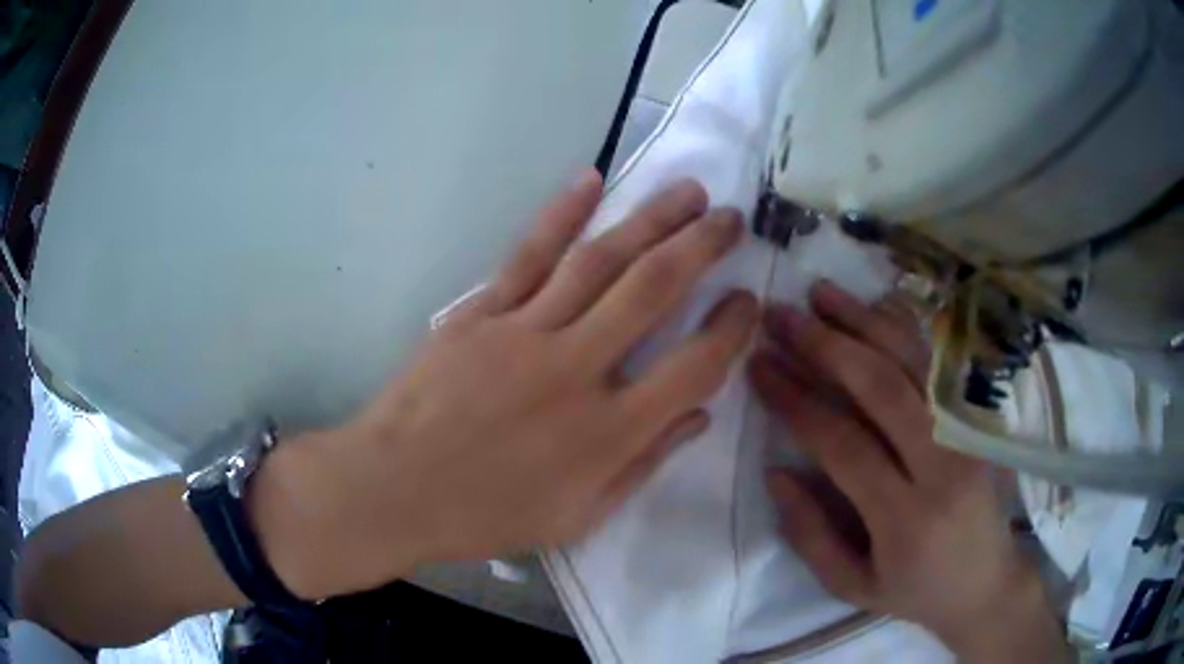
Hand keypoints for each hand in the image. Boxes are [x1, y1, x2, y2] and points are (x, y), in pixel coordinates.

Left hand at [259, 172, 757, 599]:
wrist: (393, 489)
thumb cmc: (486, 514)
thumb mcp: (577, 517)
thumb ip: (642, 465)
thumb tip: (698, 416)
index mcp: (607, 432)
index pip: (694, 367)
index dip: (731, 330)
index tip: (749, 301)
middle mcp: (576, 370)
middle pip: (654, 290)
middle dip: (702, 247)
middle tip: (731, 219)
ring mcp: (524, 332)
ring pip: (600, 260)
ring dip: (650, 219)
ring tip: (688, 191)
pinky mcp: (479, 313)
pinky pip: (528, 255)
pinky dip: (562, 214)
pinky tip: (591, 180)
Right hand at [749, 281, 1068, 661]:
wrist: (986, 582)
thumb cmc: (915, 591)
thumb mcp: (852, 585)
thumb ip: (810, 533)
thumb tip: (776, 471)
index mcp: (905, 518)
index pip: (844, 445)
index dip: (797, 401)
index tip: (760, 366)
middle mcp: (943, 466)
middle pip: (883, 388)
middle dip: (826, 346)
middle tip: (782, 317)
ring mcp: (968, 435)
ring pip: (915, 363)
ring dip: (864, 322)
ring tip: (820, 293)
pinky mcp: (980, 420)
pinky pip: (940, 365)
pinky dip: (906, 330)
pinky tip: (876, 306)